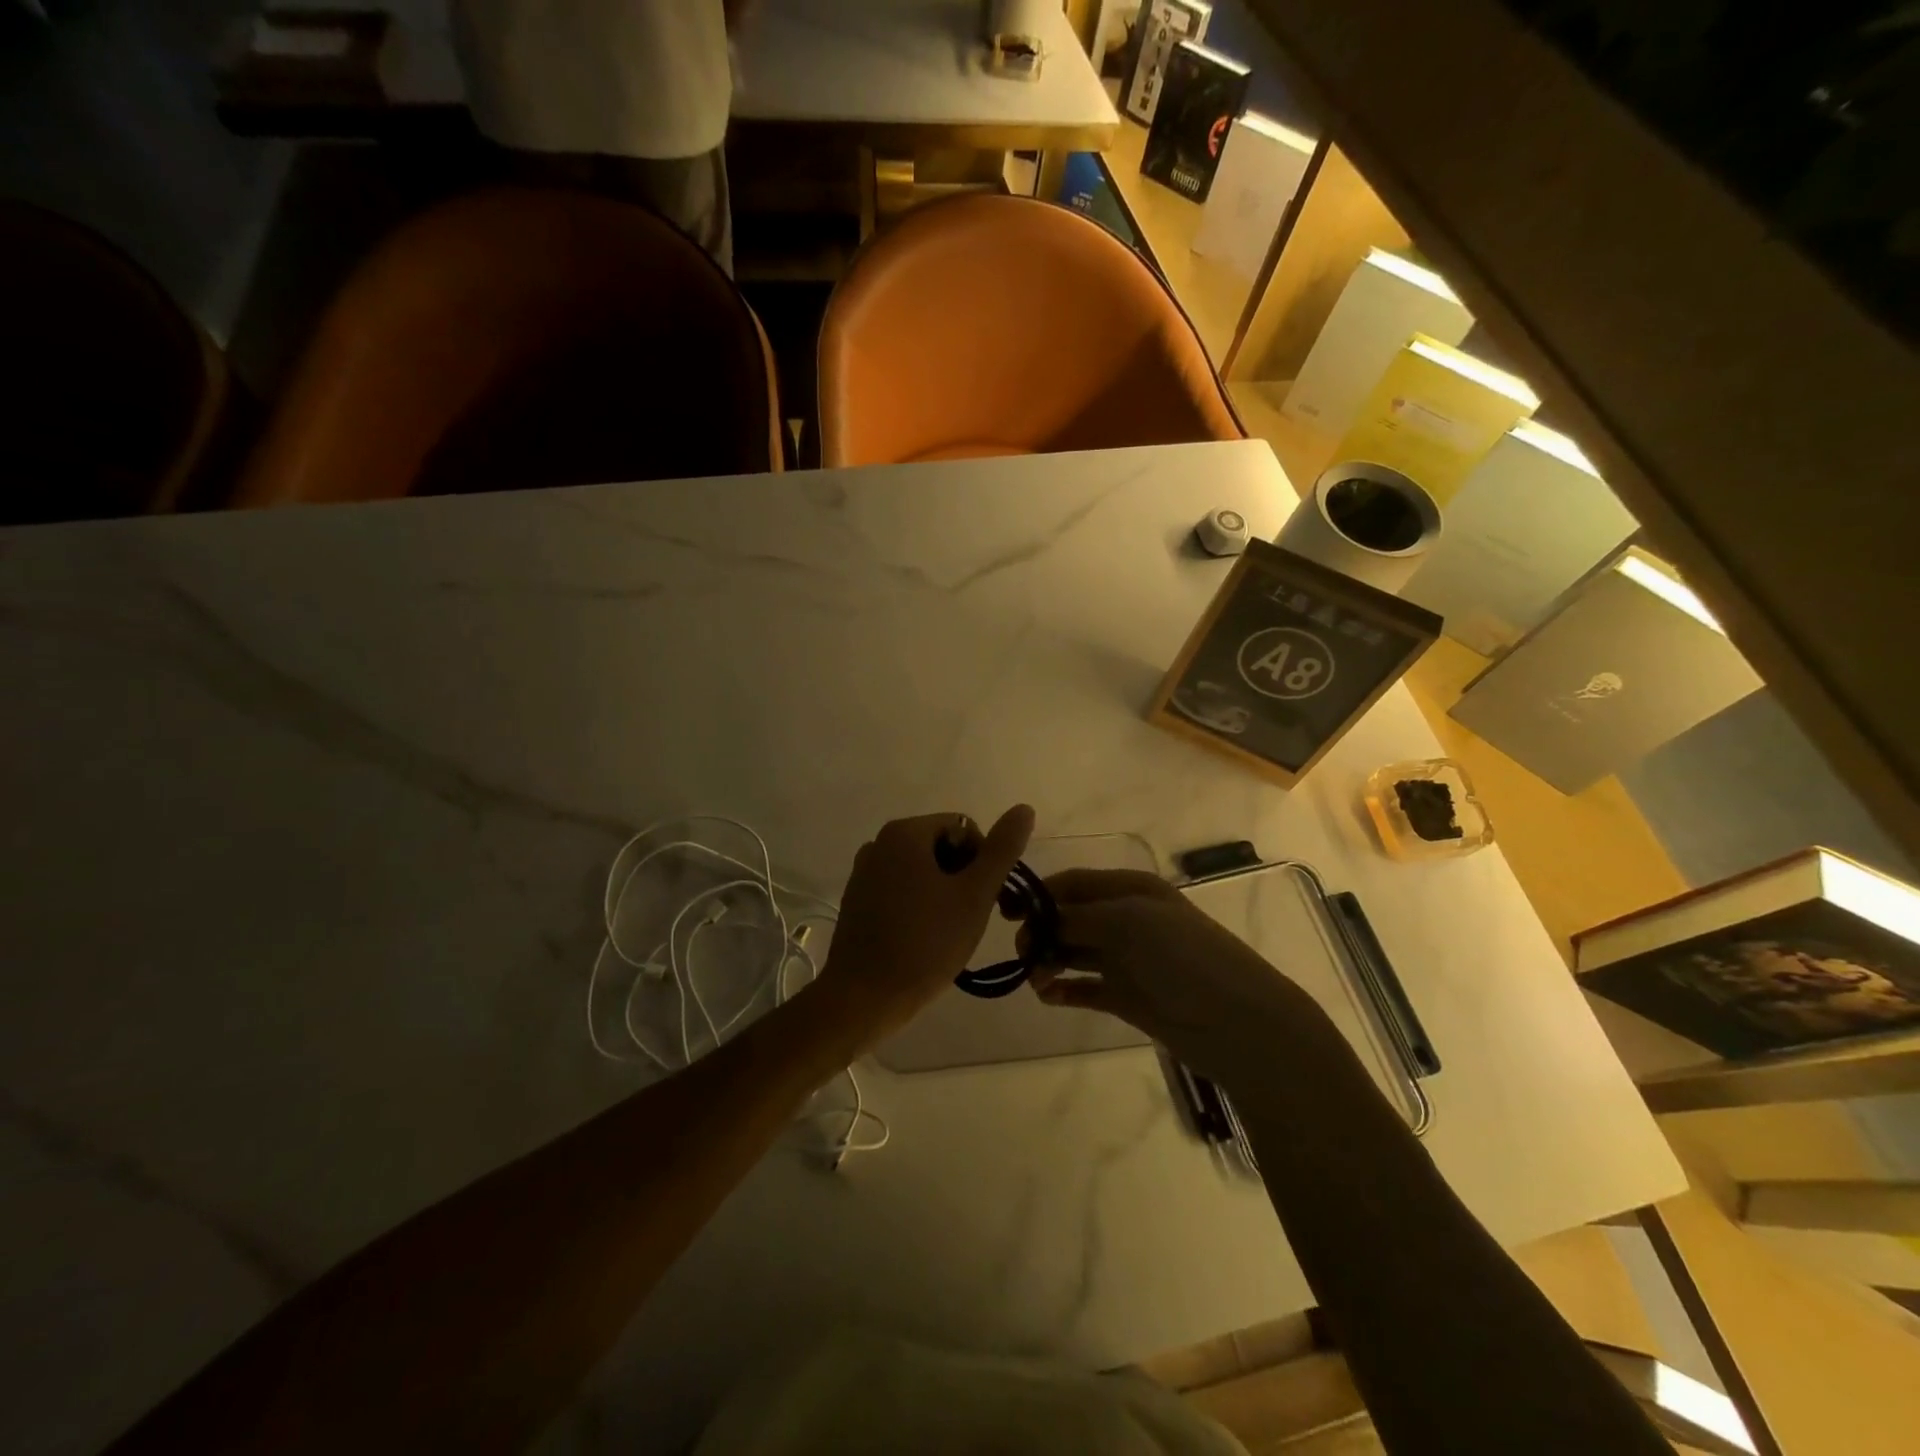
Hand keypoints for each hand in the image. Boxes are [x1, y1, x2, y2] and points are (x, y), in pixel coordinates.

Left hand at [813, 805, 1035, 1048]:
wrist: (864, 997)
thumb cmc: (925, 943)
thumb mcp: (974, 895)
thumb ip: (1001, 850)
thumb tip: (1024, 808)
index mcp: (905, 833)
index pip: (963, 828)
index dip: (984, 860)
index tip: (988, 898)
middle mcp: (879, 843)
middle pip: (941, 846)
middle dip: (963, 876)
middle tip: (972, 917)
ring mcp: (864, 872)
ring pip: (921, 871)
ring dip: (943, 893)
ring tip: (950, 931)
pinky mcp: (857, 901)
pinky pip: (900, 890)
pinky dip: (919, 905)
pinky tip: (924, 939)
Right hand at [1026, 869, 1324, 1083]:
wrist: (1237, 1022)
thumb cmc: (1183, 958)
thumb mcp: (1128, 922)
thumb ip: (1078, 917)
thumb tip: (1039, 918)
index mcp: (1132, 890)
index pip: (1074, 883)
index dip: (1040, 895)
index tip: (1006, 914)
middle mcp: (1127, 919)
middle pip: (1070, 917)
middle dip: (1042, 931)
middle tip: (1023, 955)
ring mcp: (1127, 959)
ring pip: (1074, 953)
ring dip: (1049, 961)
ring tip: (1036, 980)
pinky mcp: (1127, 996)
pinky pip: (1085, 987)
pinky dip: (1064, 989)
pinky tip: (1048, 996)